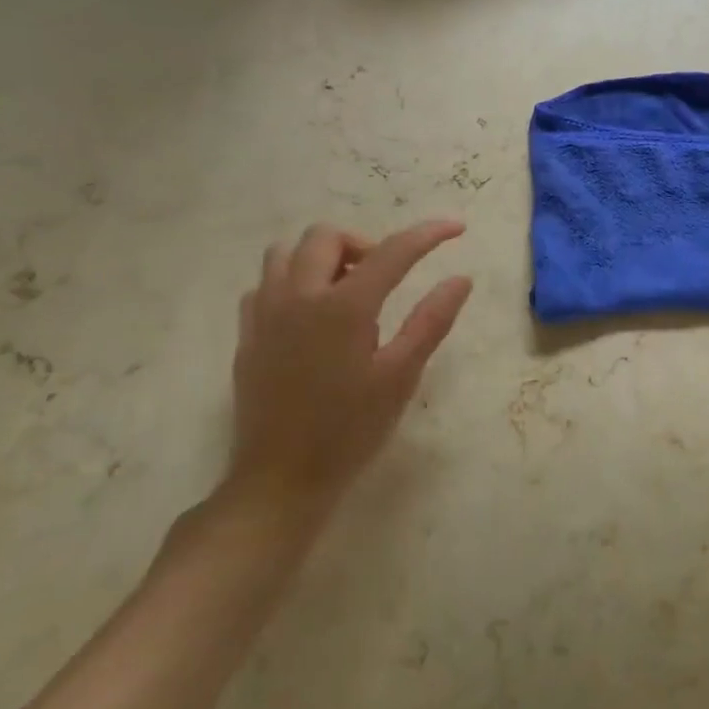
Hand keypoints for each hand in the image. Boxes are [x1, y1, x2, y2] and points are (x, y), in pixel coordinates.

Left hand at [218, 219, 472, 538]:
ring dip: (320, 259)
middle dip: (363, 245)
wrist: (280, 481)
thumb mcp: (400, 377)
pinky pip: (264, 285)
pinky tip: (308, 316)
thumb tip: (461, 279)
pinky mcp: (247, 334)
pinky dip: (291, 284)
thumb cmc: (349, 430)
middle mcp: (299, 297)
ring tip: (344, 293)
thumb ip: (431, 321)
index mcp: (343, 307)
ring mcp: (266, 313)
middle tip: (385, 279)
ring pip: (286, 253)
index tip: (456, 228)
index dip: (428, 234)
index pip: (392, 251)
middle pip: (327, 236)